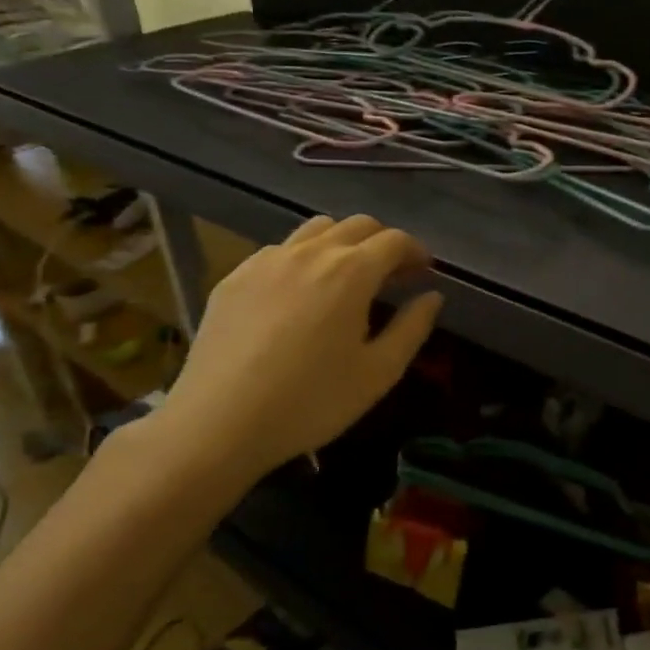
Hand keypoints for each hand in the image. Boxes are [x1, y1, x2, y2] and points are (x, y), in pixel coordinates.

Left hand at [149, 214, 441, 488]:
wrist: (217, 424)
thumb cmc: (311, 401)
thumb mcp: (378, 373)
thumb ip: (413, 328)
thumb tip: (432, 296)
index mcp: (352, 272)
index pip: (395, 240)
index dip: (416, 251)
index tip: (424, 272)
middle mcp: (311, 252)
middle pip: (358, 224)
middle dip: (383, 242)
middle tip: (392, 275)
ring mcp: (268, 260)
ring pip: (317, 228)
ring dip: (343, 242)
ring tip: (346, 276)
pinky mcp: (235, 277)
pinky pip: (280, 250)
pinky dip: (303, 257)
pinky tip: (299, 294)